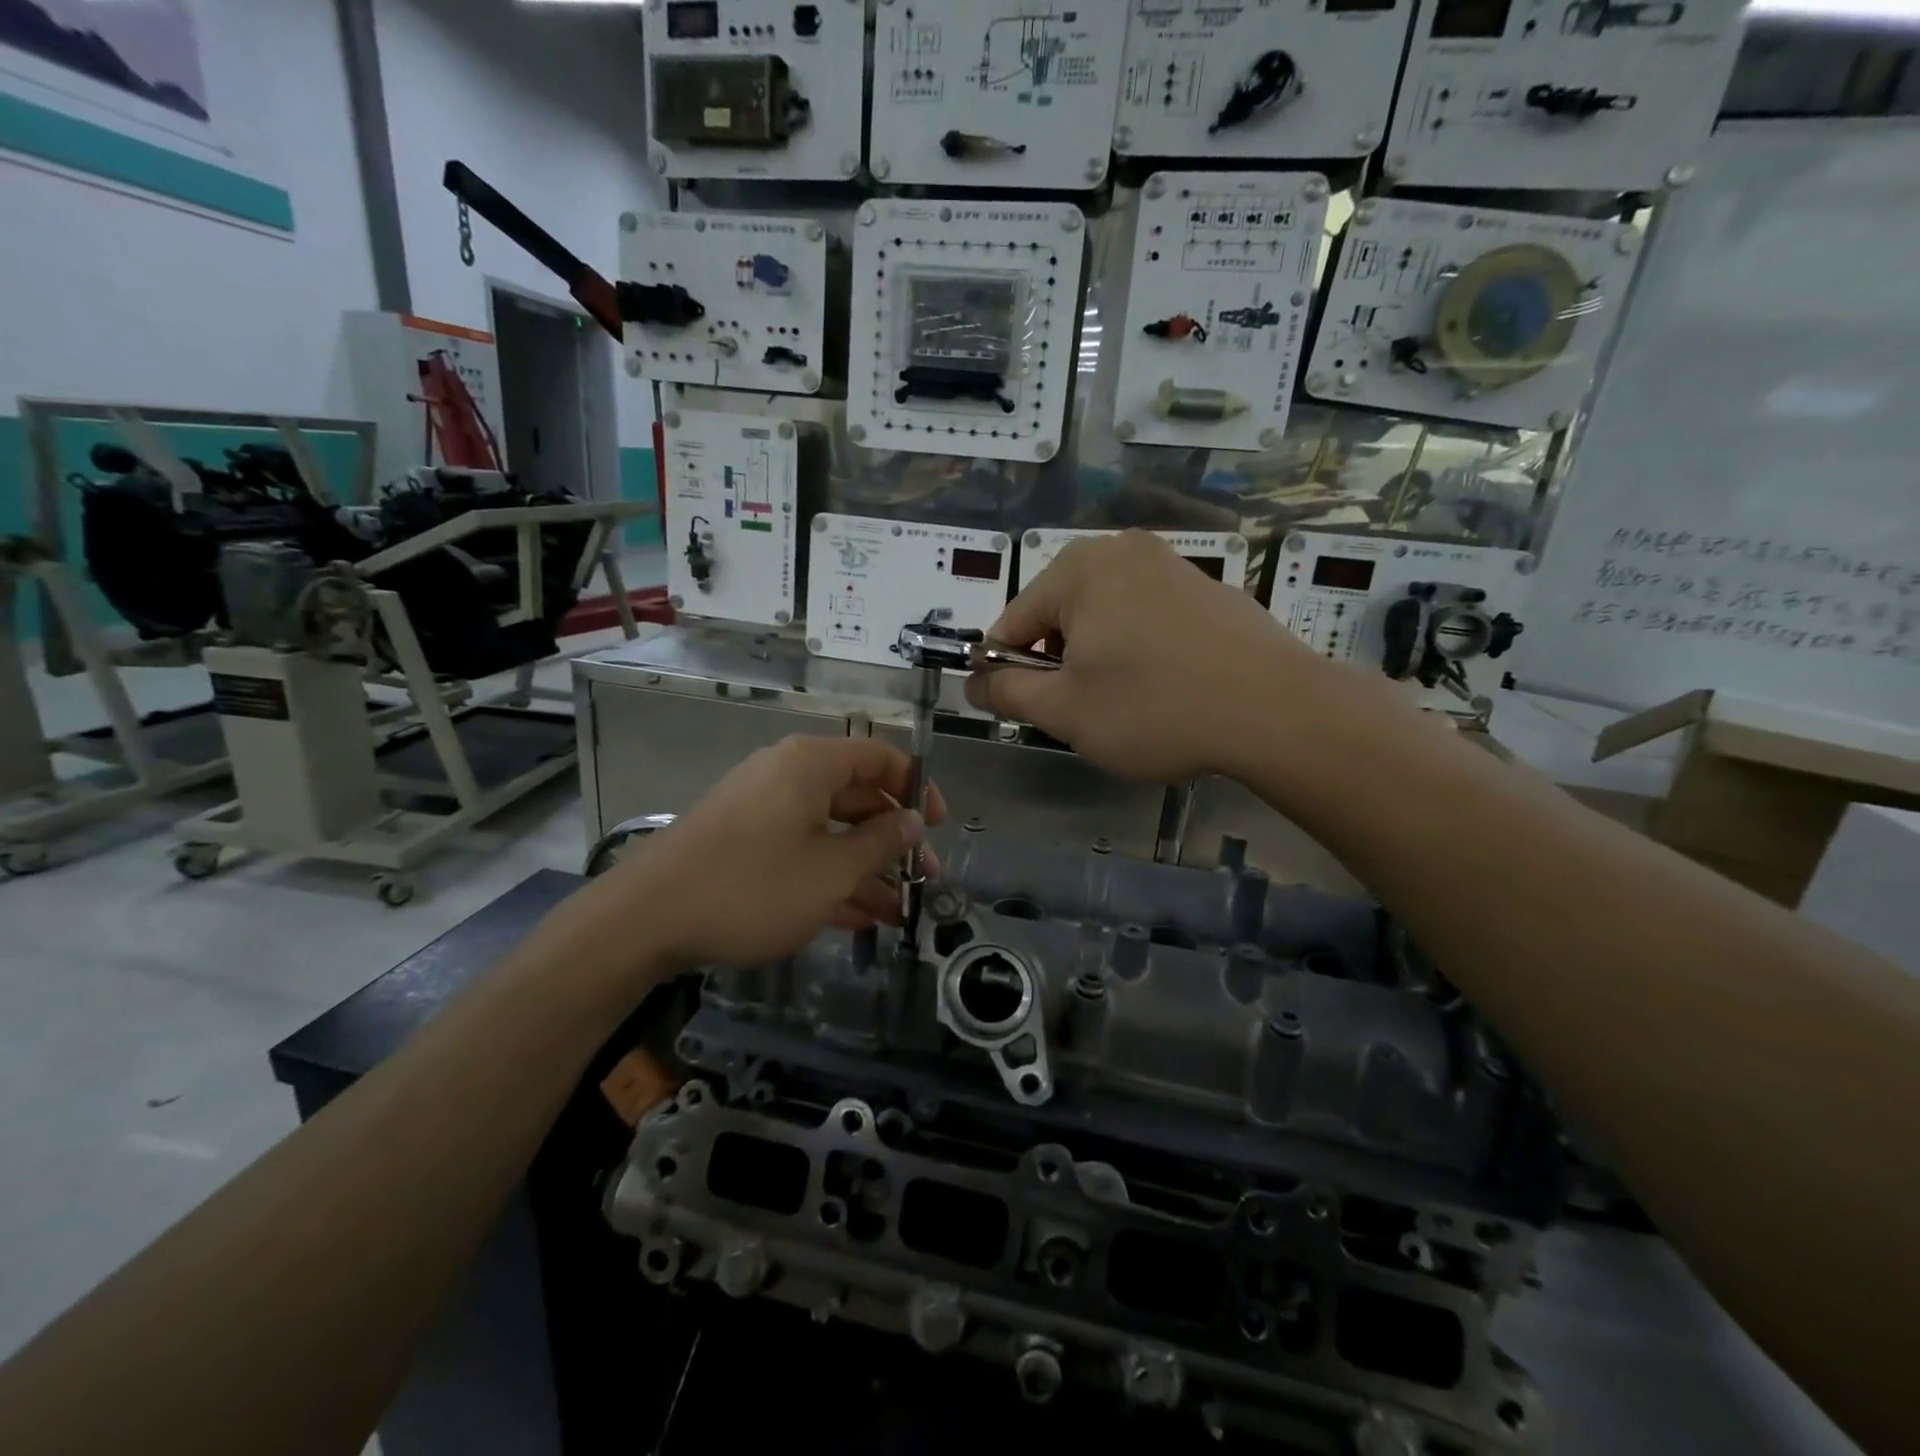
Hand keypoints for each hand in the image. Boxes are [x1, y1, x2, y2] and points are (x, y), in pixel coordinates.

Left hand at [585, 736, 946, 969]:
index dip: (917, 787)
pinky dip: (830, 878)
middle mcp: (788, 776)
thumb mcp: (831, 871)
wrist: (645, 919)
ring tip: (898, 913)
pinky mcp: (744, 843)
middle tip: (924, 880)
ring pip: (830, 831)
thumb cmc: (752, 886)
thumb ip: (881, 843)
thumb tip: (912, 822)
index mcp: (811, 764)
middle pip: (857, 797)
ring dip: (866, 869)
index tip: (938, 826)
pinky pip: (800, 851)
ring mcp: (763, 810)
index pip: (880, 756)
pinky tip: (859, 918)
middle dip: (894, 841)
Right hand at [965, 530, 1339, 781]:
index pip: (1013, 621)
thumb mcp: (1065, 710)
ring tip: (1124, 705)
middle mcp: (1123, 552)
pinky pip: (1147, 618)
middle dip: (1058, 664)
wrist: (1277, 711)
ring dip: (1097, 659)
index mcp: (1079, 569)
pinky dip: (1138, 650)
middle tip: (1080, 712)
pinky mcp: (1208, 590)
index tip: (1014, 709)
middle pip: (1060, 614)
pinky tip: (1164, 689)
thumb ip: (1008, 691)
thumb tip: (974, 681)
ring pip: (1104, 618)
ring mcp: (1172, 566)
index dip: (1004, 669)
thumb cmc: (1154, 708)